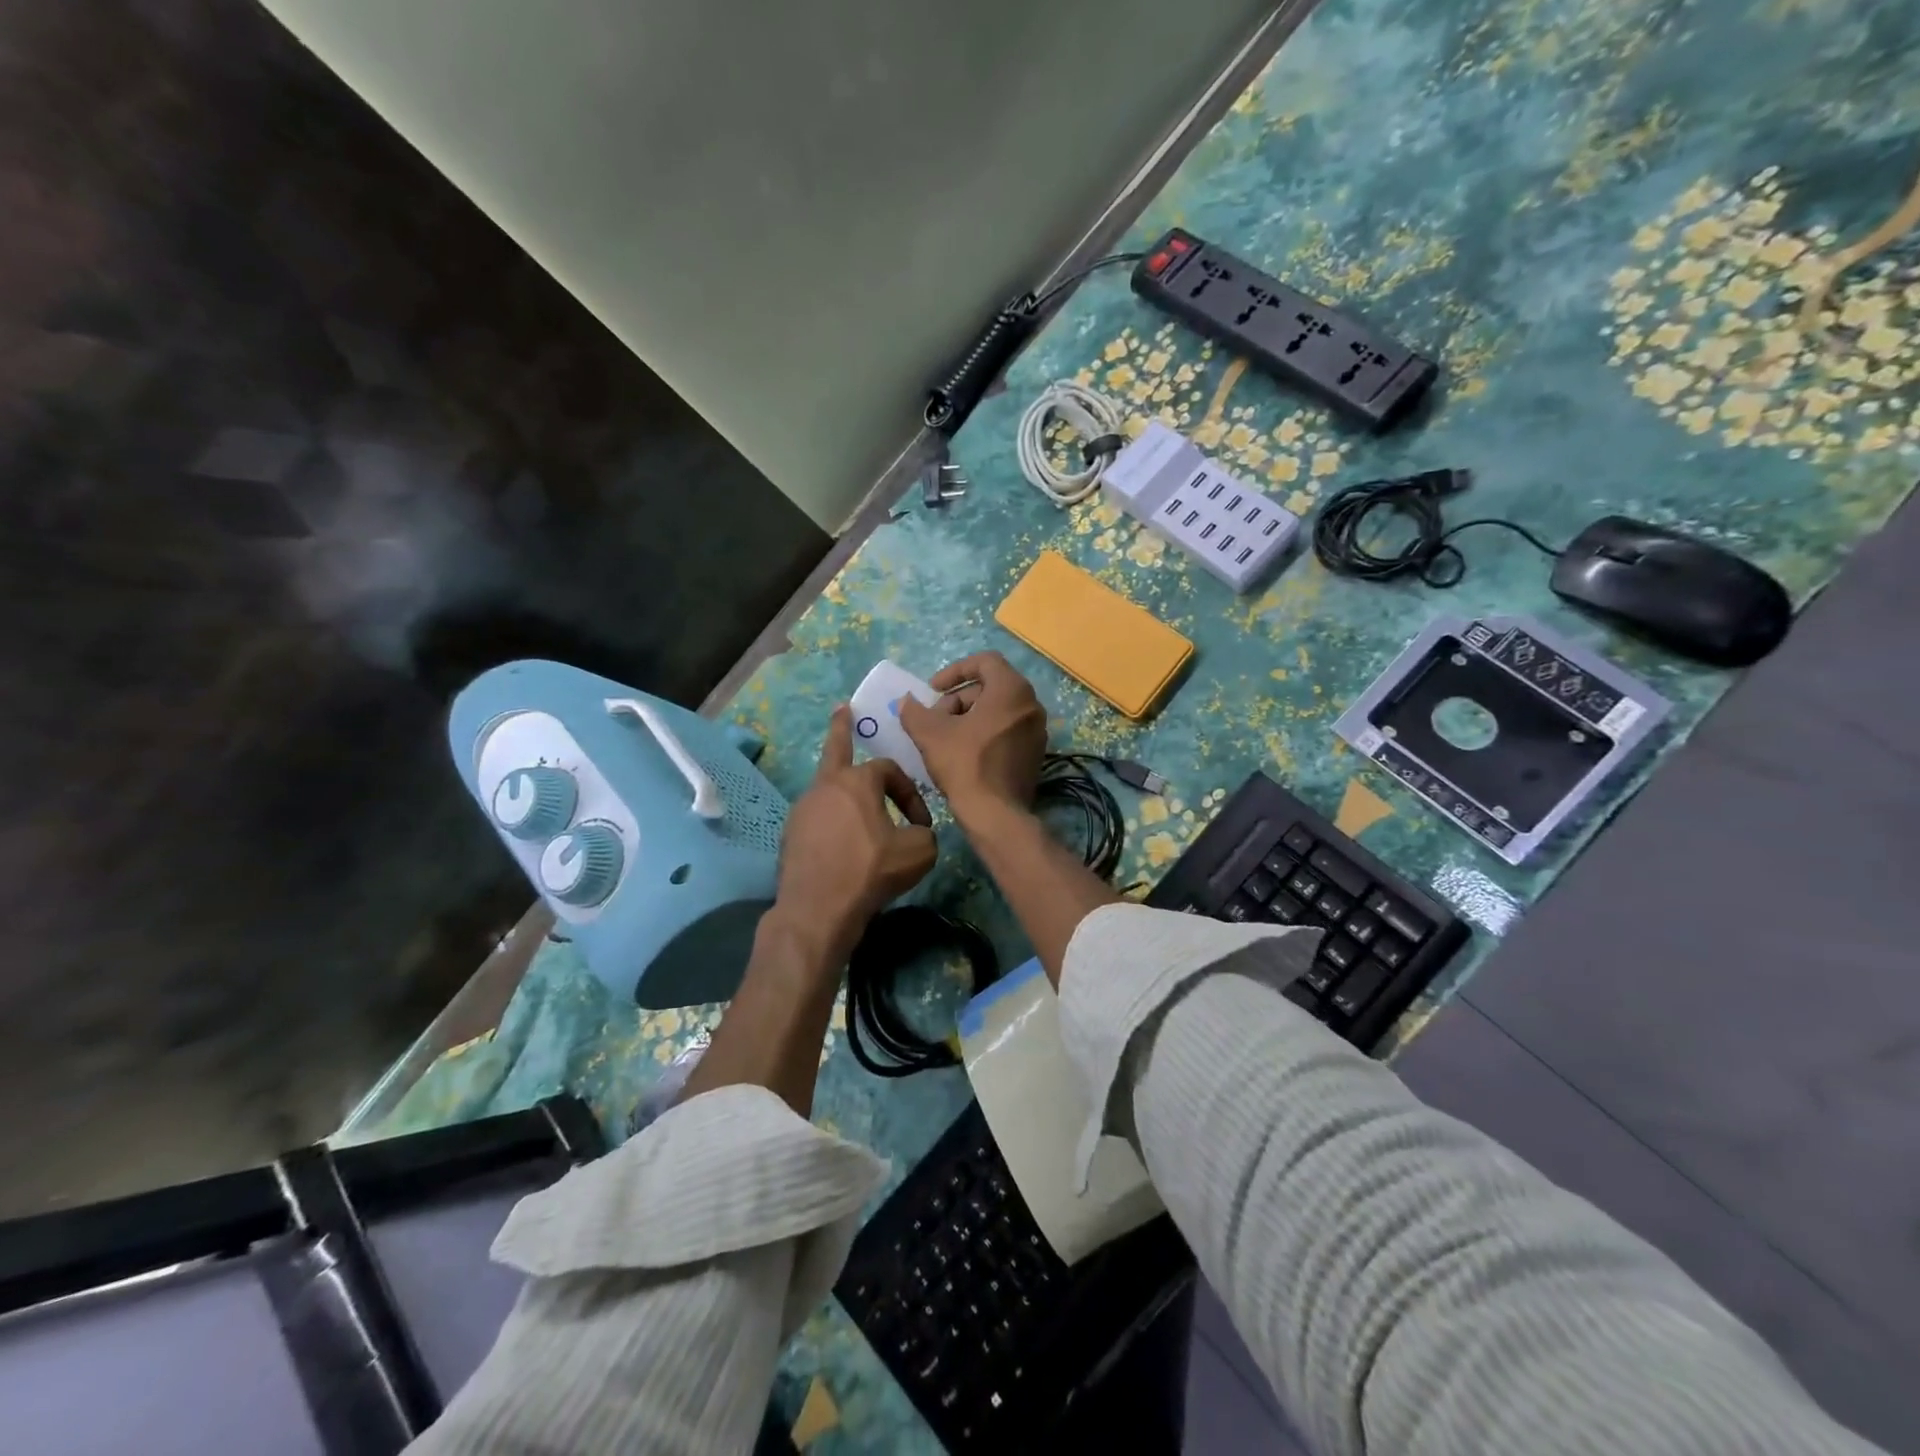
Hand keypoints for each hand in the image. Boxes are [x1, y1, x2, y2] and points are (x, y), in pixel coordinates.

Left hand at [771, 705, 937, 965]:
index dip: (910, 793)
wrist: (818, 911)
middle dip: (841, 727)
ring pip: (828, 789)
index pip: (890, 770)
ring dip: (845, 791)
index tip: (921, 824)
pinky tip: (843, 843)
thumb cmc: (871, 872)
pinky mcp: (790, 836)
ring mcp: (802, 810)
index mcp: (856, 781)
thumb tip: (917, 833)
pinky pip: (818, 818)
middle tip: (842, 709)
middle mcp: (824, 787)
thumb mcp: (919, 852)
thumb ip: (926, 834)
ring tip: (857, 803)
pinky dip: (833, 822)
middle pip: (835, 750)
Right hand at [898, 651, 1048, 824]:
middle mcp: (1031, 704)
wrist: (995, 814)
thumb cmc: (964, 764)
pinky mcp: (1035, 754)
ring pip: (998, 710)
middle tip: (935, 720)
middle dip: (958, 699)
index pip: (985, 661)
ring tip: (945, 739)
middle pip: (990, 687)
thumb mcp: (930, 734)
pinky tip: (964, 754)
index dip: (954, 671)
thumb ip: (915, 711)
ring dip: (969, 717)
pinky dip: (985, 733)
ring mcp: (1037, 730)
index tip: (933, 690)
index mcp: (1012, 690)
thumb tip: (906, 701)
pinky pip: (1007, 730)